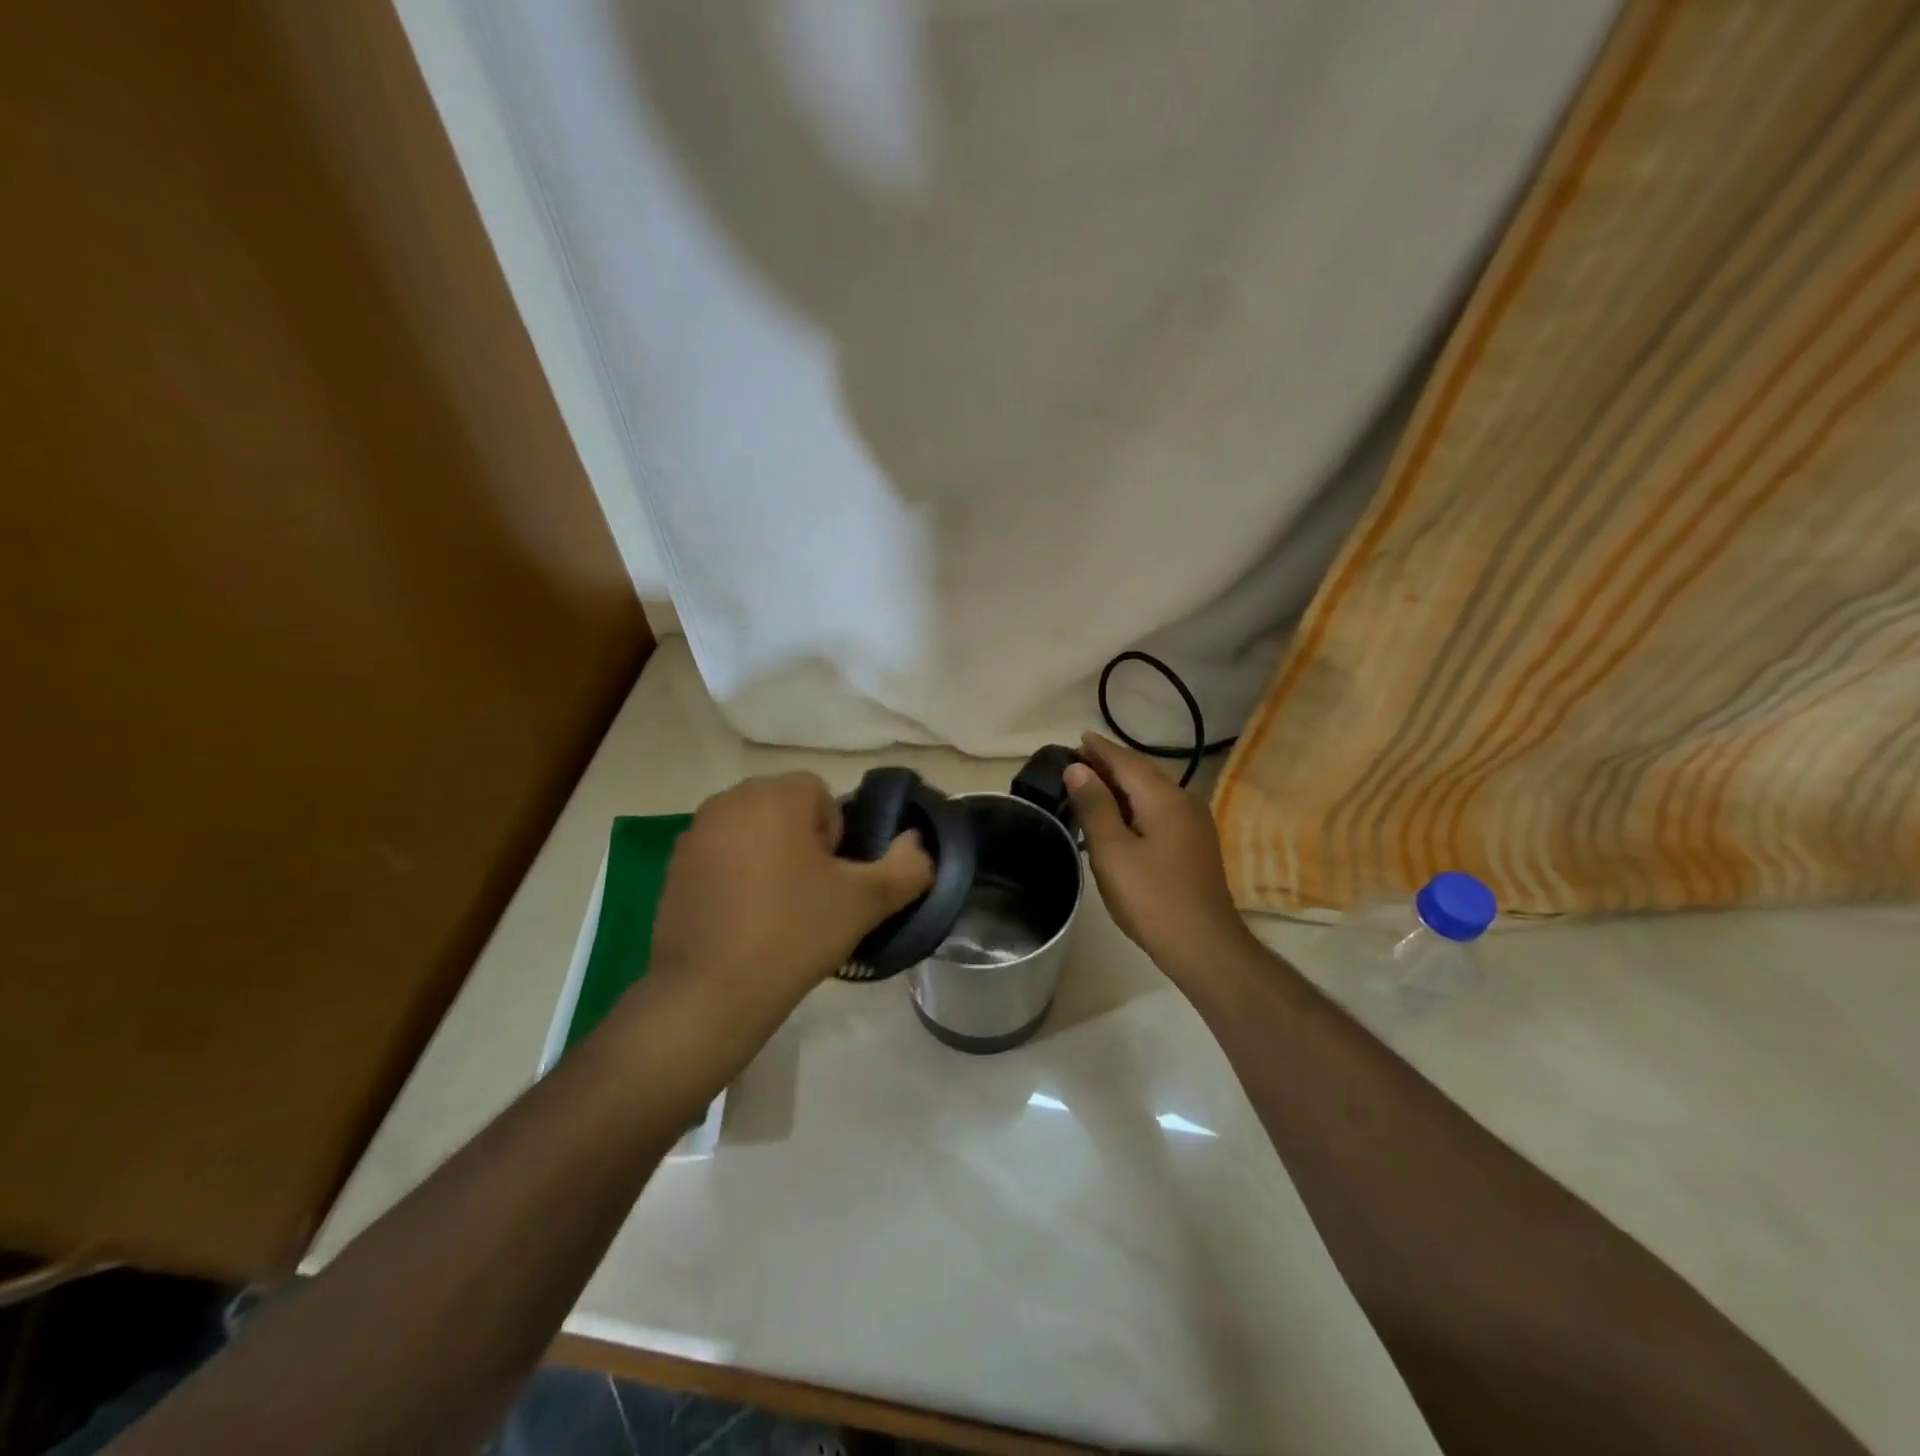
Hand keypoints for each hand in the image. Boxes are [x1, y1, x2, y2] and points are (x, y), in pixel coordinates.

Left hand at [646, 772, 933, 1020]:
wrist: (708, 995)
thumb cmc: (792, 934)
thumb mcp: (865, 902)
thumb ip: (907, 866)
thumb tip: (918, 843)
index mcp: (774, 796)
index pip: (822, 795)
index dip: (837, 837)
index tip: (832, 880)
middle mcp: (729, 801)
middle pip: (786, 810)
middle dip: (805, 844)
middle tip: (811, 896)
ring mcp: (695, 834)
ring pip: (754, 833)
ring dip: (772, 858)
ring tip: (778, 912)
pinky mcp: (674, 867)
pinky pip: (723, 857)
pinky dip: (738, 876)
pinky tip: (744, 921)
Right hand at [1064, 732, 1254, 983]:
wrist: (1205, 946)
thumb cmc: (1152, 898)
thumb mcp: (1113, 851)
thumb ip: (1095, 806)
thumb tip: (1077, 769)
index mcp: (1164, 798)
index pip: (1127, 761)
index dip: (1100, 749)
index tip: (1078, 738)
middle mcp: (1184, 802)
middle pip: (1143, 773)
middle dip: (1111, 764)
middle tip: (1077, 760)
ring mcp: (1194, 825)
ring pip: (1152, 793)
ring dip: (1122, 785)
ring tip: (1092, 784)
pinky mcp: (1195, 846)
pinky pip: (1160, 811)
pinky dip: (1135, 805)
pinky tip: (1120, 817)